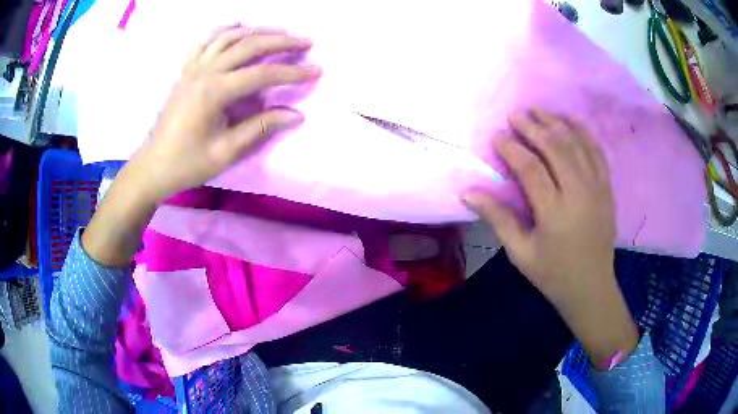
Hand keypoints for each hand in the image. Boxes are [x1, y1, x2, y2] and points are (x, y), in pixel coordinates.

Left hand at [129, 26, 320, 202]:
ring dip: (257, 31)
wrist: (153, 165)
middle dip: (281, 41)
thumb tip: (296, 115)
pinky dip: (224, 31)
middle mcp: (204, 71)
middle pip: (249, 45)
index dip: (292, 72)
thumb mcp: (226, 152)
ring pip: (229, 37)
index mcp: (214, 92)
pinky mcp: (186, 70)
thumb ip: (260, 127)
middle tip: (306, 42)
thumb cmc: (188, 163)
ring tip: (279, 32)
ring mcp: (193, 67)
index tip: (316, 71)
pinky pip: (206, 41)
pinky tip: (237, 28)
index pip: (262, 74)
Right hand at [463, 109, 636, 367]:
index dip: (511, 148)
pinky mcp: (607, 187)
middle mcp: (578, 193)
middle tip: (515, 115)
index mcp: (554, 212)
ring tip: (538, 110)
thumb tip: (468, 192)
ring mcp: (596, 187)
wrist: (591, 286)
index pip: (530, 168)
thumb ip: (498, 218)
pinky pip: (597, 151)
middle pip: (555, 148)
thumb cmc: (553, 273)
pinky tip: (570, 119)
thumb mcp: (520, 253)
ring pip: (576, 144)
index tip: (497, 135)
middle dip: (533, 127)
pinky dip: (583, 131)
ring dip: (556, 123)